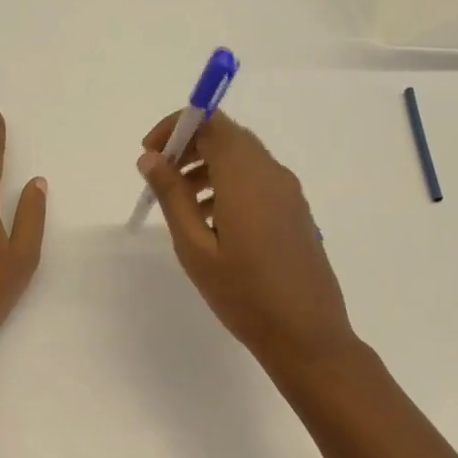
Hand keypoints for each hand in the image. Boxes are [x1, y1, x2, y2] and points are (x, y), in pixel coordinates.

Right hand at [136, 111, 358, 373]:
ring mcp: (288, 192)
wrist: (307, 335)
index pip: (211, 122)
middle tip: (160, 177)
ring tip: (180, 203)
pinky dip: (228, 183)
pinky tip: (211, 221)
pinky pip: (257, 179)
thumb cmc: (243, 293)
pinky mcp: (295, 210)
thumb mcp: (194, 246)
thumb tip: (151, 158)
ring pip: (242, 158)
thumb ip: (172, 196)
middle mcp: (271, 173)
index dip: (177, 127)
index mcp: (245, 176)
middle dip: (190, 146)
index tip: (150, 153)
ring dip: (207, 166)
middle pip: (227, 136)